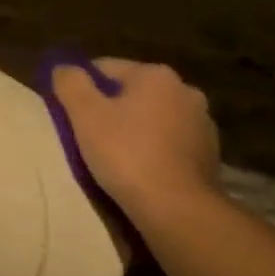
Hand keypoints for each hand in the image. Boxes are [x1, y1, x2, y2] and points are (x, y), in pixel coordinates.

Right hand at [53, 58, 221, 221]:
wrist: (176, 207)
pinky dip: (156, 149)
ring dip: (136, 129)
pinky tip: (143, 170)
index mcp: (155, 75)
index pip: (106, 68)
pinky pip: (172, 142)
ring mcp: (202, 122)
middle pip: (133, 92)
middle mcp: (185, 89)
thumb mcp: (85, 115)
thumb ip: (71, 83)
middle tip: (91, 137)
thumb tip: (64, 67)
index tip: (71, 114)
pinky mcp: (210, 152)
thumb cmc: (126, 155)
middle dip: (112, 109)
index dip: (83, 88)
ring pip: (155, 117)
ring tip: (117, 157)